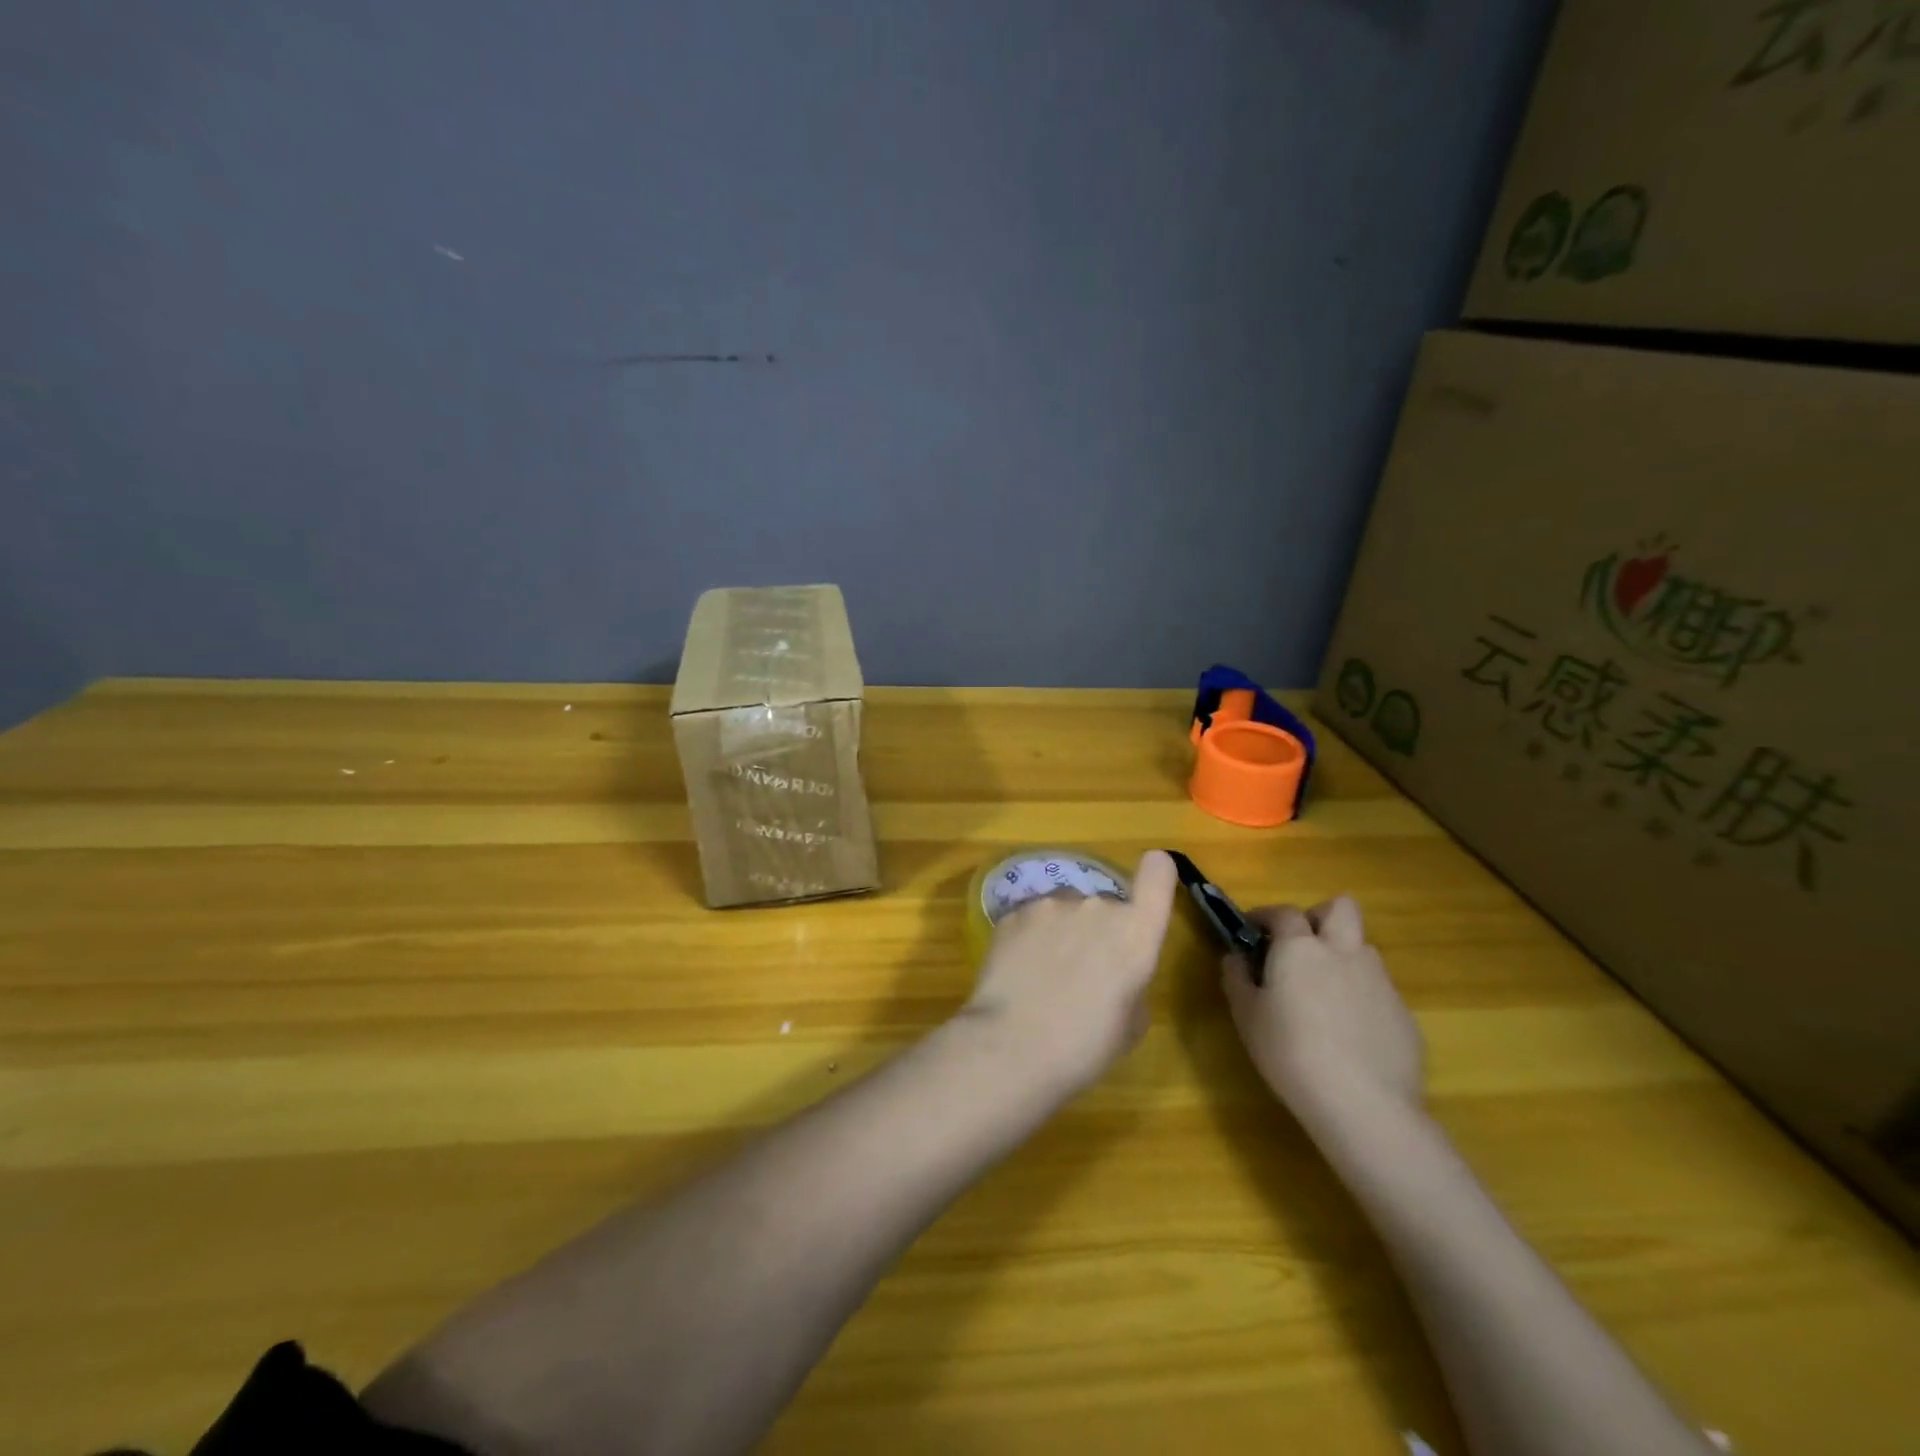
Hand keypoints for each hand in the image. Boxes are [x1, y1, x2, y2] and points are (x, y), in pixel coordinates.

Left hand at [961, 850, 1178, 1096]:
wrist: (1013, 1045)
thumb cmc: (1085, 1046)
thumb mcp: (1131, 1024)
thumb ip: (1132, 981)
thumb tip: (1115, 972)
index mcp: (1135, 932)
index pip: (1158, 876)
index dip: (1157, 874)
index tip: (1151, 882)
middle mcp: (1097, 905)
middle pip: (1105, 905)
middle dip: (1097, 930)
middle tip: (1081, 972)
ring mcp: (1051, 904)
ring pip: (1064, 910)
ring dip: (1061, 931)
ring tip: (1044, 974)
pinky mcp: (1013, 912)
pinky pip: (1031, 919)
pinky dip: (1028, 937)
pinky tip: (1018, 971)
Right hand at [1220, 896, 1424, 1129]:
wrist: (1363, 1105)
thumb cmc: (1290, 1053)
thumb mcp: (1246, 1016)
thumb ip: (1237, 978)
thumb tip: (1236, 957)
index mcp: (1300, 948)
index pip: (1284, 912)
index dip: (1265, 916)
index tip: (1252, 930)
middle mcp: (1343, 953)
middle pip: (1341, 908)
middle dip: (1319, 917)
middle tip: (1301, 945)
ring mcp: (1380, 982)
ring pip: (1362, 949)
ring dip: (1342, 957)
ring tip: (1324, 993)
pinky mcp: (1404, 1014)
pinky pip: (1379, 990)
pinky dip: (1361, 997)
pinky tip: (1349, 1033)